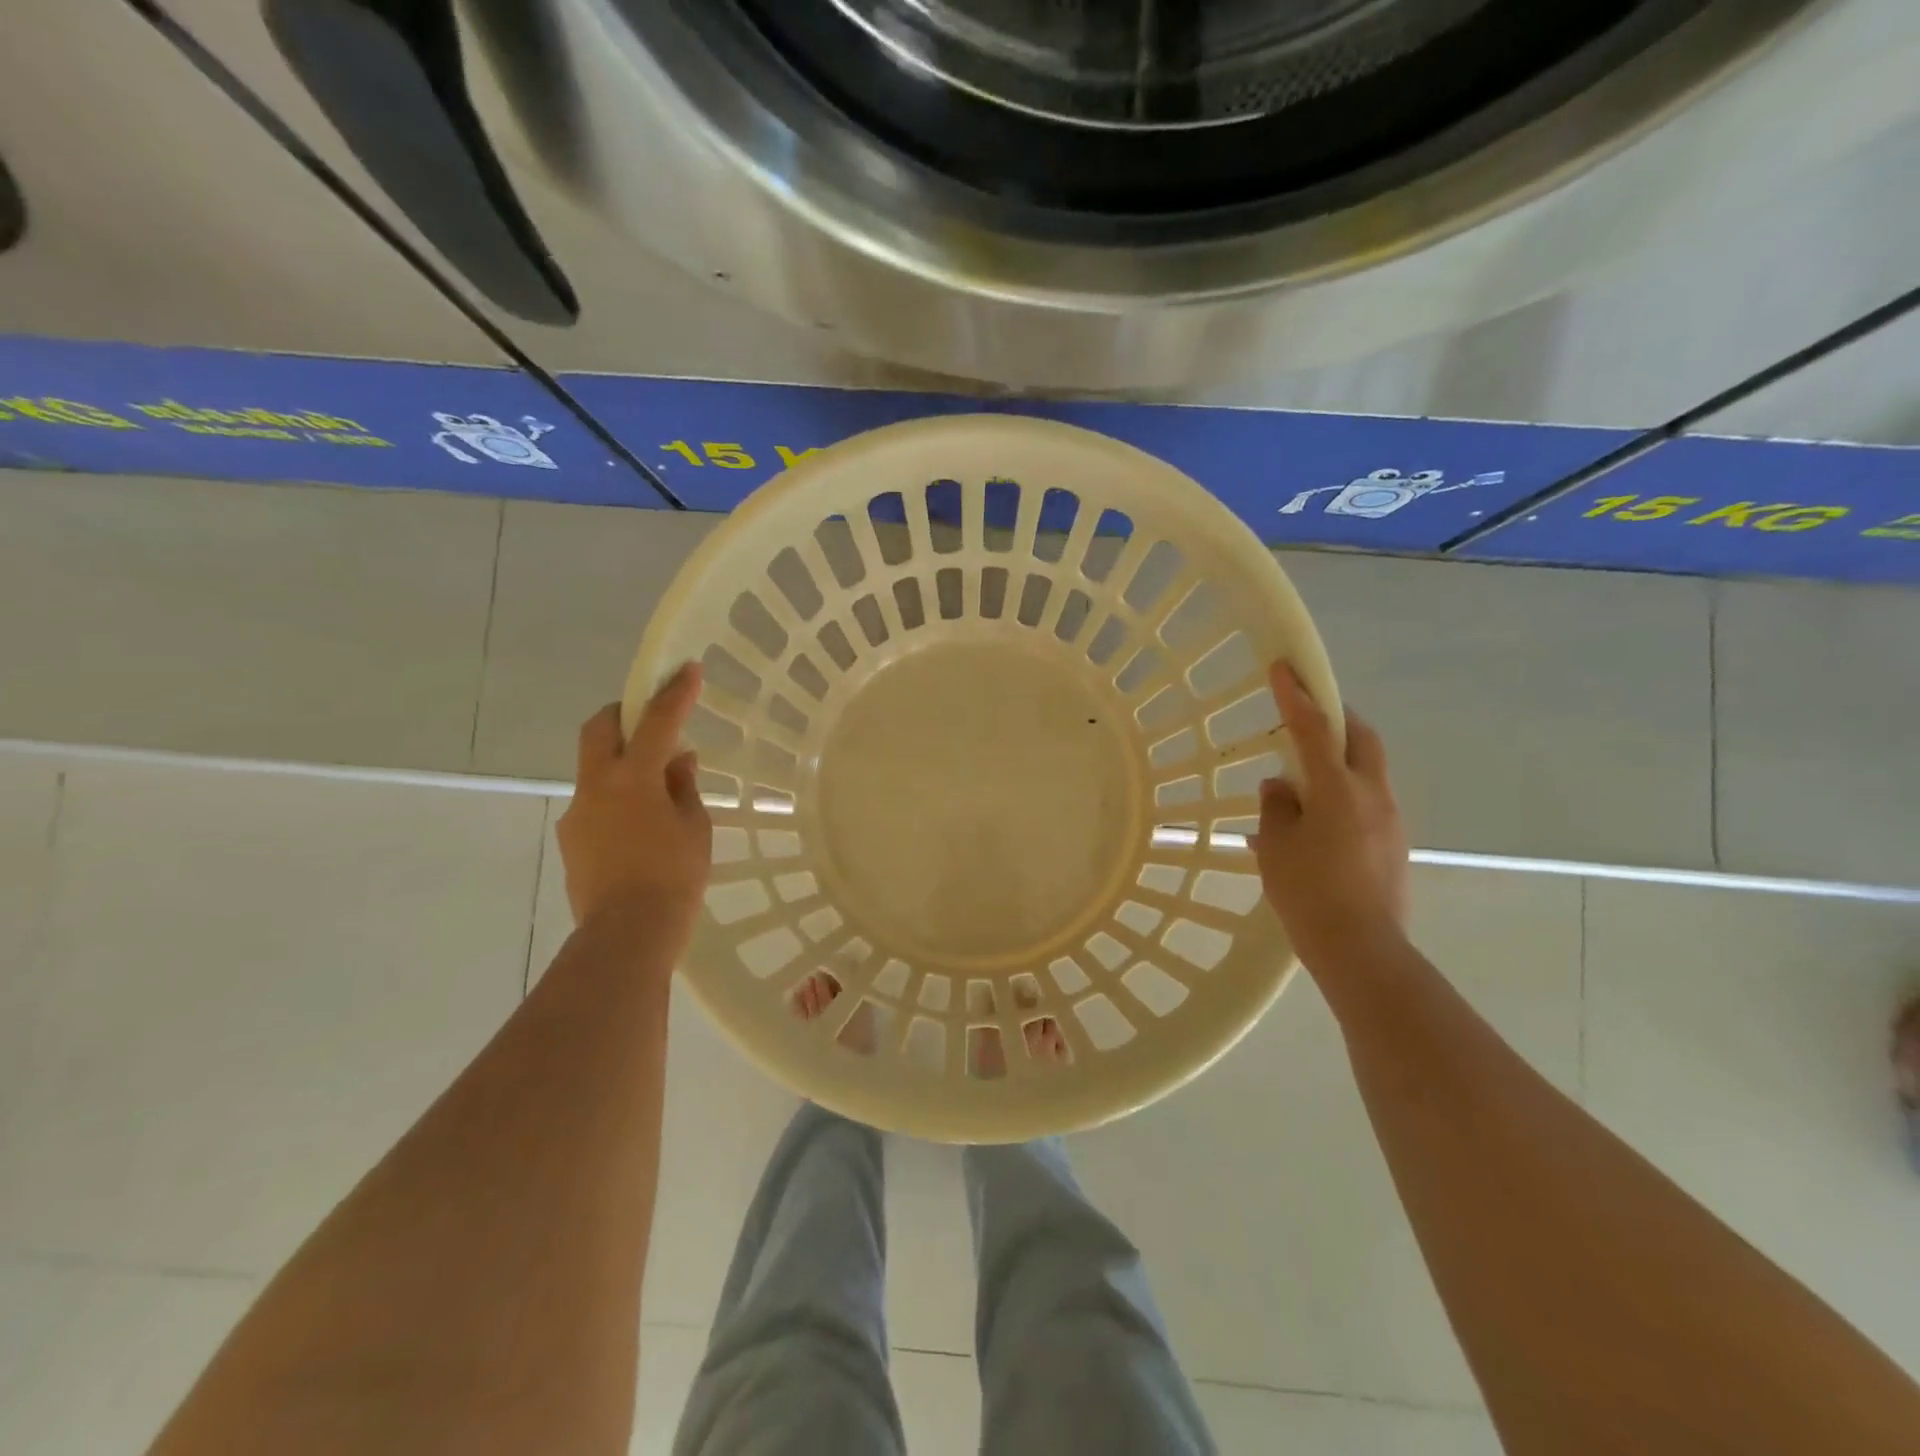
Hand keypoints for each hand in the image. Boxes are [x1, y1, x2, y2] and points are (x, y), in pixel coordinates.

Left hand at [557, 663, 711, 936]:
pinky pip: (595, 804)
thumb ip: (683, 787)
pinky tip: (639, 827)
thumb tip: (678, 760)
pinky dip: (616, 799)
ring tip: (656, 791)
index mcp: (633, 779)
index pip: (656, 722)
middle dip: (622, 713)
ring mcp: (578, 814)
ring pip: (595, 769)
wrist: (626, 936)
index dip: (674, 693)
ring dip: (622, 763)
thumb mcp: (694, 828)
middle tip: (650, 720)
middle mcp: (596, 787)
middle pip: (598, 729)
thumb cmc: (674, 878)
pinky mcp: (571, 840)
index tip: (687, 669)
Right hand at [1251, 662, 1409, 970]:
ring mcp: (1390, 819)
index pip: (1315, 729)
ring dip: (1340, 759)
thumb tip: (1280, 787)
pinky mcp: (1395, 843)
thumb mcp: (1276, 848)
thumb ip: (1276, 809)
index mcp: (1338, 790)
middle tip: (1307, 716)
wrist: (1363, 950)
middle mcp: (1372, 795)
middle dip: (1336, 717)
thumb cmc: (1309, 895)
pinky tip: (1318, 821)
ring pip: (1367, 769)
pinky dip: (1344, 793)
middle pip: (1360, 738)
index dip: (1297, 696)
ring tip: (1304, 780)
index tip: (1283, 667)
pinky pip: (1368, 800)